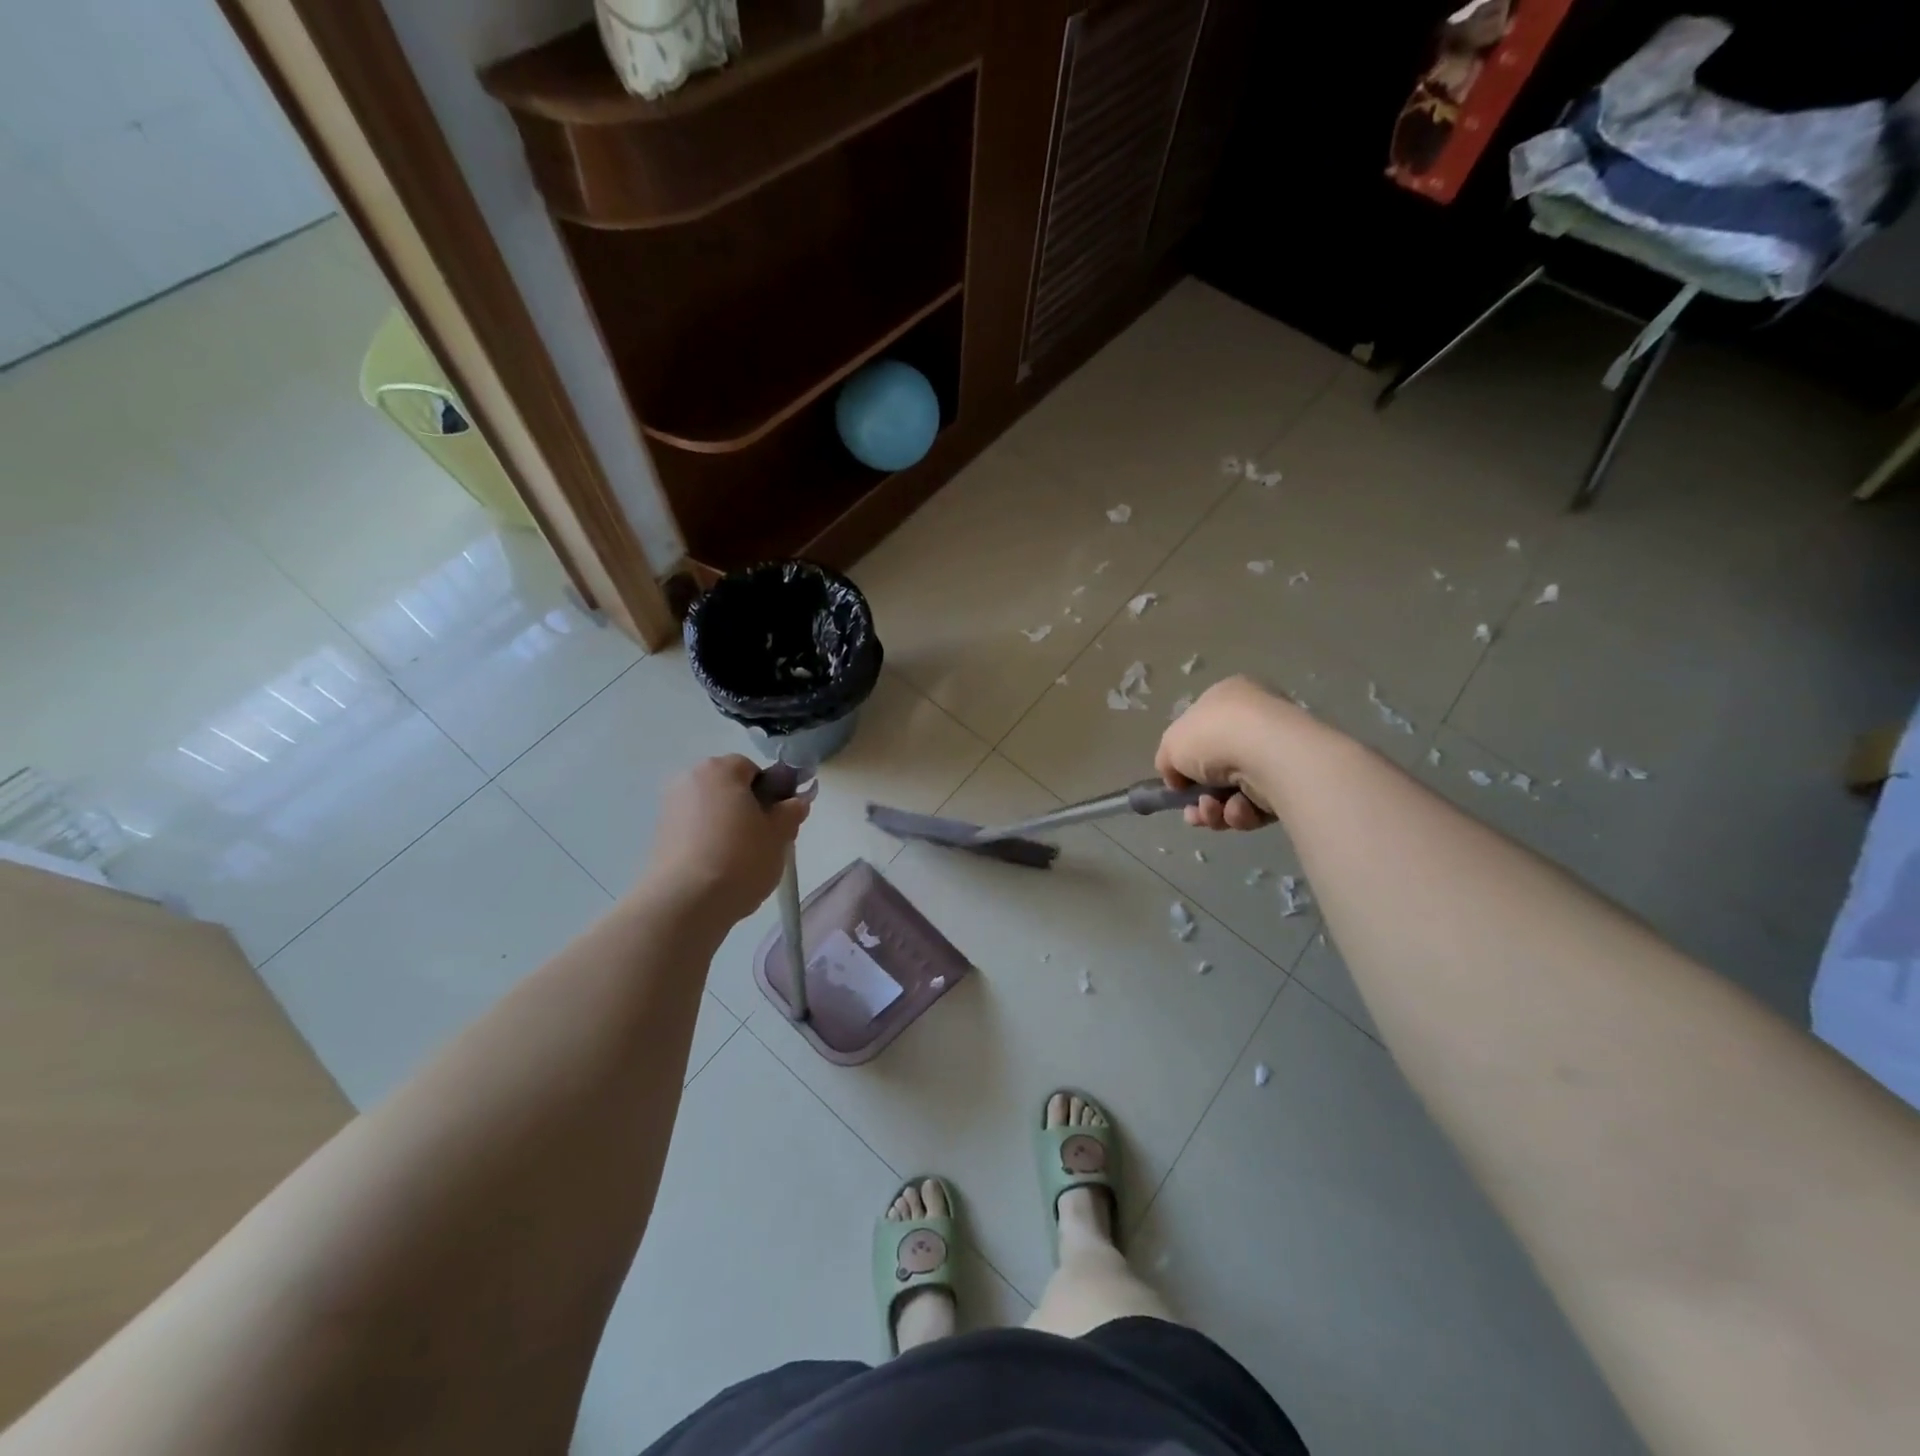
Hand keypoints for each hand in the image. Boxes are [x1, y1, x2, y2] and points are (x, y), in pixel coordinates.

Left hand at [642, 756, 810, 923]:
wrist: (685, 903)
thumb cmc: (740, 858)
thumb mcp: (780, 834)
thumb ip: (792, 811)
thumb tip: (796, 801)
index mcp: (719, 769)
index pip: (753, 769)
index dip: (772, 792)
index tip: (779, 820)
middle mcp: (689, 780)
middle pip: (729, 788)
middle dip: (749, 808)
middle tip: (766, 840)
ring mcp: (669, 808)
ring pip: (712, 810)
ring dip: (729, 826)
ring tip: (742, 860)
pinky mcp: (659, 836)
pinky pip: (695, 831)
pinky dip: (709, 842)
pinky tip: (720, 869)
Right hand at [1155, 676, 1293, 830]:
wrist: (1268, 753)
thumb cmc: (1213, 736)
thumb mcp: (1170, 744)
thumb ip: (1167, 762)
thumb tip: (1178, 780)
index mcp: (1227, 698)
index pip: (1201, 731)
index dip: (1185, 760)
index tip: (1177, 783)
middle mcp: (1254, 721)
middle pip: (1216, 769)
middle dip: (1200, 796)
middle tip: (1193, 811)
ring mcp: (1275, 752)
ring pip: (1234, 792)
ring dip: (1215, 809)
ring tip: (1212, 811)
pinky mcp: (1292, 782)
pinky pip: (1257, 803)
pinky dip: (1242, 811)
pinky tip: (1239, 809)